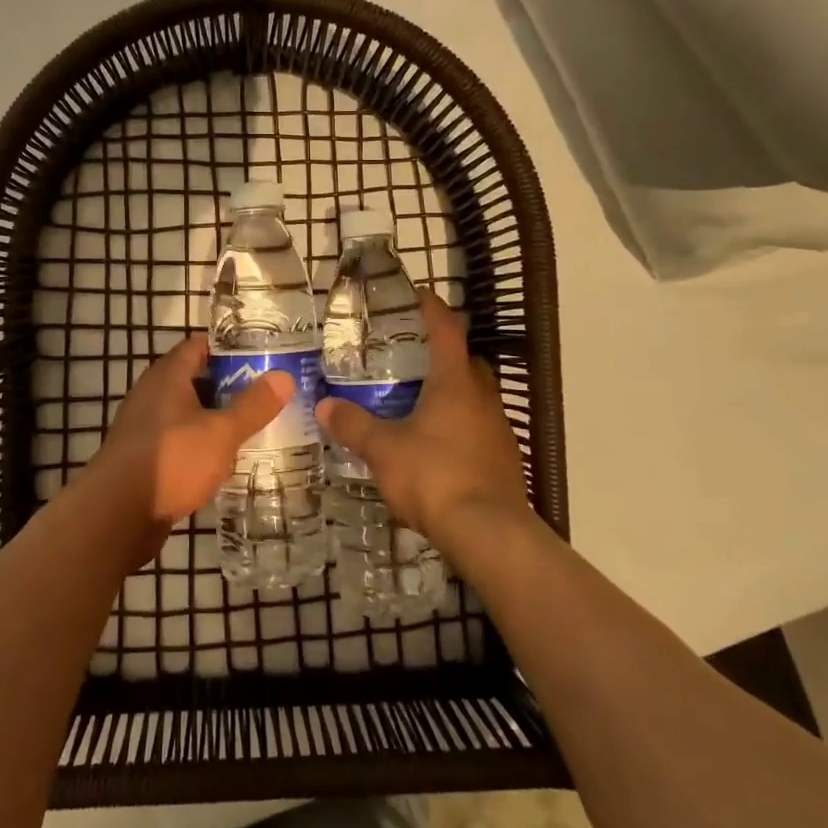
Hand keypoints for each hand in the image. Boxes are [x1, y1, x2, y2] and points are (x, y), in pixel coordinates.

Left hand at [94, 334, 291, 526]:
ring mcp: (146, 426)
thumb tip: (284, 377)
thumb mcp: (221, 432)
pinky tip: (227, 459)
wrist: (116, 516)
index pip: (201, 345)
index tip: (264, 355)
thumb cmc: (172, 461)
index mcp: (168, 375)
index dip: (231, 347)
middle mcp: (153, 394)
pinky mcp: (145, 457)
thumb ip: (253, 405)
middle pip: (197, 378)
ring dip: (218, 417)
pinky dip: (203, 443)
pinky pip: (181, 439)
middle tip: (269, 392)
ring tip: (256, 425)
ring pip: (190, 412)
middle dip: (231, 385)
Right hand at [316, 290, 530, 549]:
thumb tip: (323, 406)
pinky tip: (439, 445)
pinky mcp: (504, 459)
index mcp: (455, 383)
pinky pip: (481, 428)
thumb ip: (353, 425)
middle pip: (467, 362)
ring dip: (455, 392)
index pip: (447, 331)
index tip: (420, 295)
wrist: (489, 532)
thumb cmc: (434, 476)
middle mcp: (483, 398)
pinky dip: (461, 425)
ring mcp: (498, 429)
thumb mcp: (384, 450)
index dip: (433, 310)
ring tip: (421, 402)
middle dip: (445, 354)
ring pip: (477, 396)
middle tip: (414, 356)